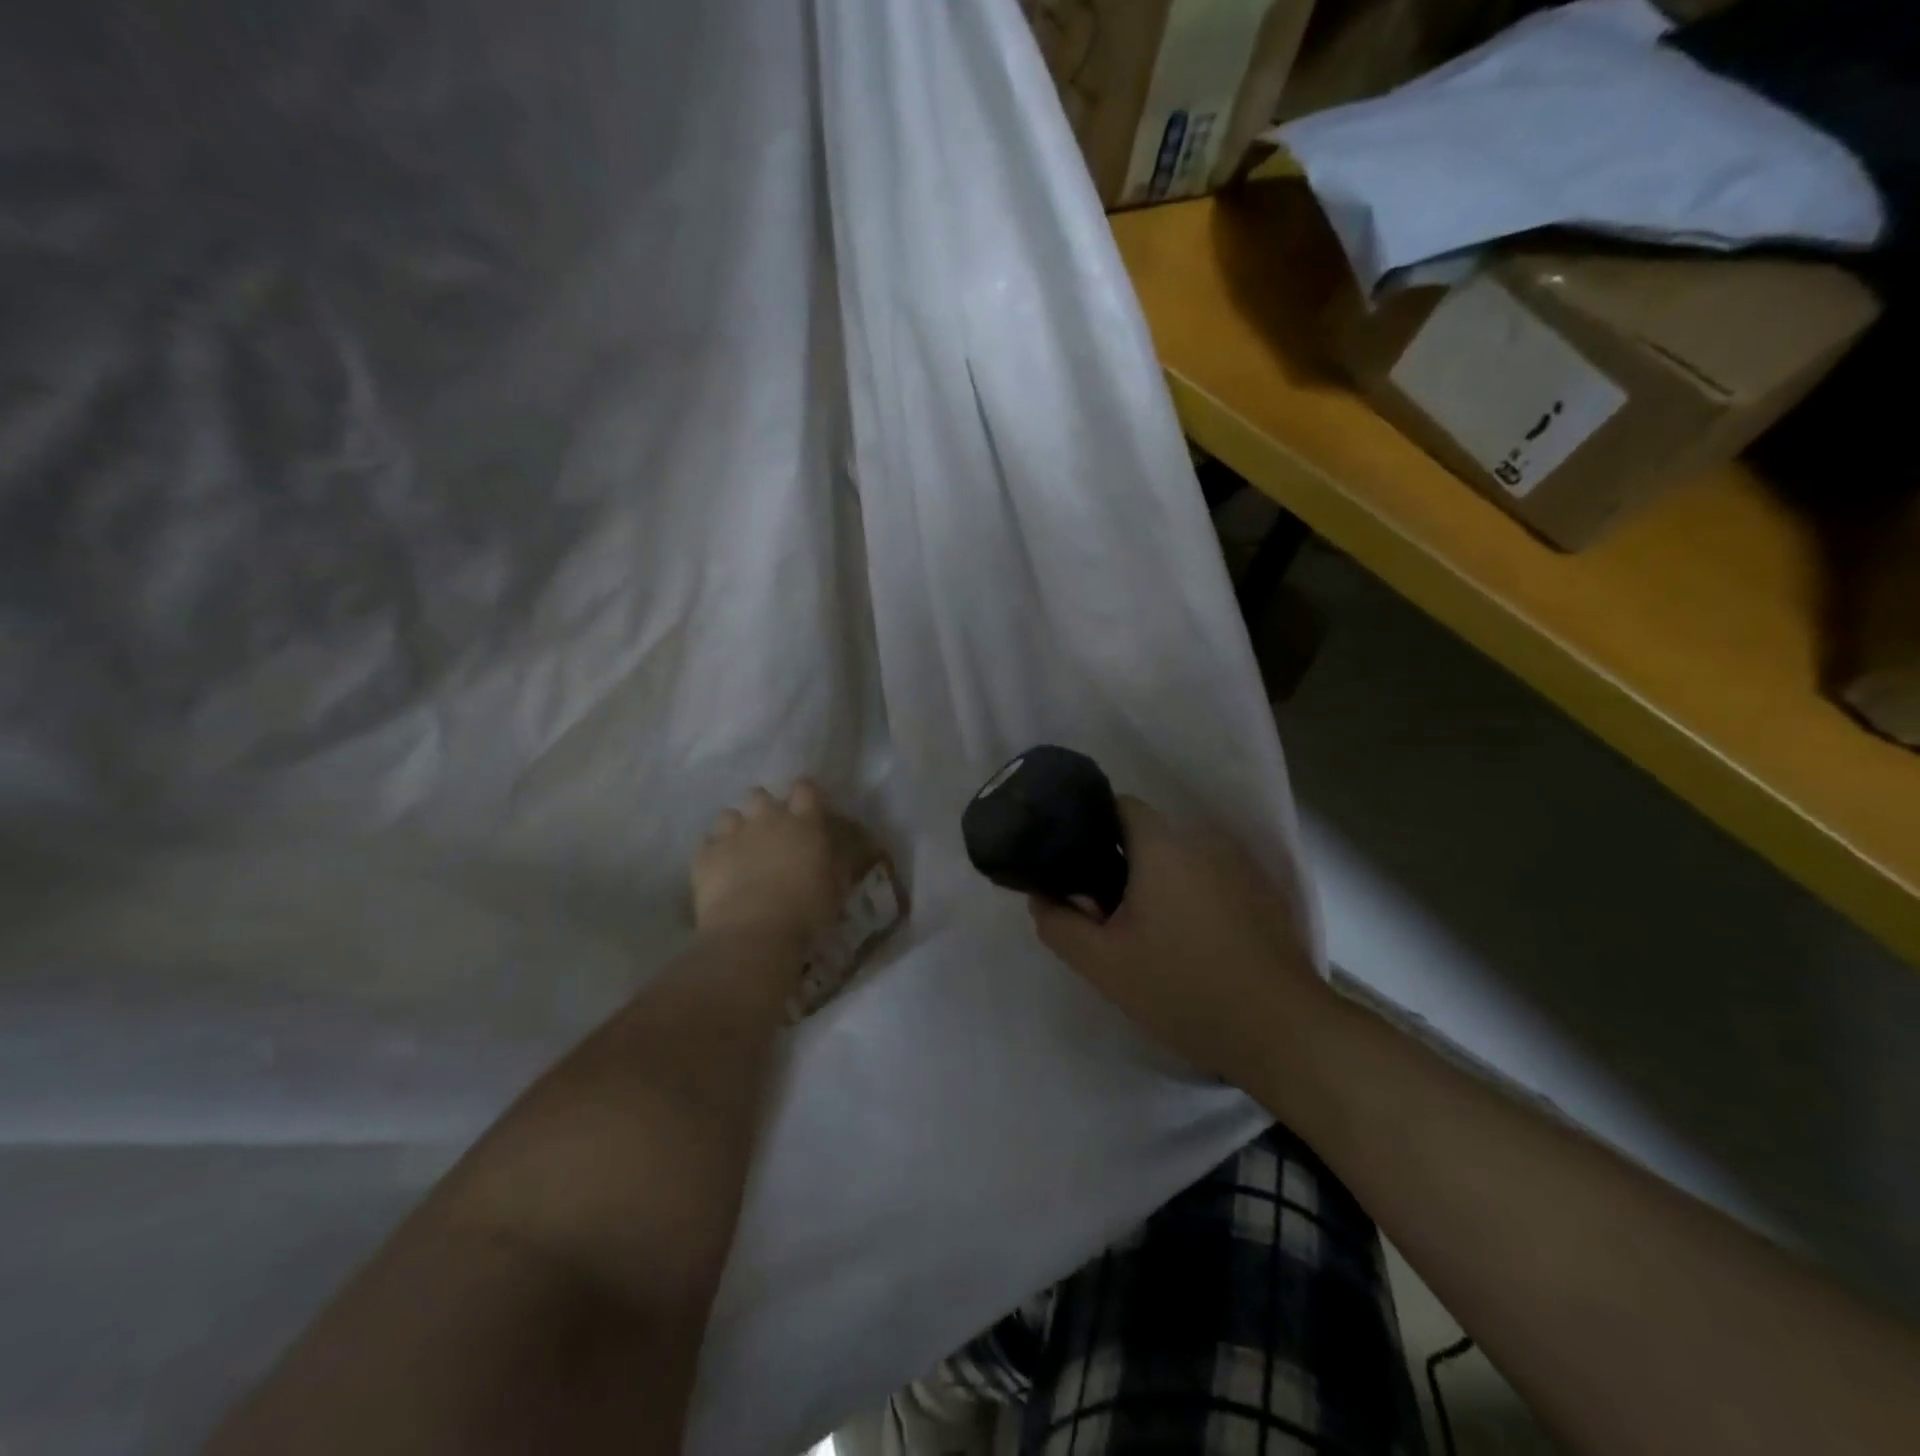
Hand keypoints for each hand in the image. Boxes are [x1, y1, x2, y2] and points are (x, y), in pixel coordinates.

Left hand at [692, 779, 846, 946]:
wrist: (755, 931)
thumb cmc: (806, 911)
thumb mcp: (836, 889)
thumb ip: (836, 864)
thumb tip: (838, 855)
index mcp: (804, 824)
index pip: (804, 789)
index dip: (804, 793)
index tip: (805, 806)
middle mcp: (767, 819)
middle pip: (760, 795)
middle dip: (763, 808)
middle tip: (769, 831)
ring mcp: (733, 835)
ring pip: (729, 814)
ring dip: (735, 828)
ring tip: (739, 849)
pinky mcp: (705, 855)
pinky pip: (706, 843)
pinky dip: (712, 852)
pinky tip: (717, 869)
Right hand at [1028, 797, 1324, 1087]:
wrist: (1281, 1031)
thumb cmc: (1183, 988)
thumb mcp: (1104, 964)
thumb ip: (1060, 925)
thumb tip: (1041, 897)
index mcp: (1164, 846)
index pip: (1119, 806)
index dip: (1090, 826)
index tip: (1074, 864)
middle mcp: (1204, 842)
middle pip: (1149, 836)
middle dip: (1120, 864)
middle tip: (1104, 912)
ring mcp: (1240, 867)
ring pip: (1182, 859)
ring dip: (1158, 882)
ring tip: (1147, 932)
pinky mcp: (1264, 894)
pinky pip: (1212, 879)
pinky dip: (1192, 896)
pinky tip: (1191, 943)